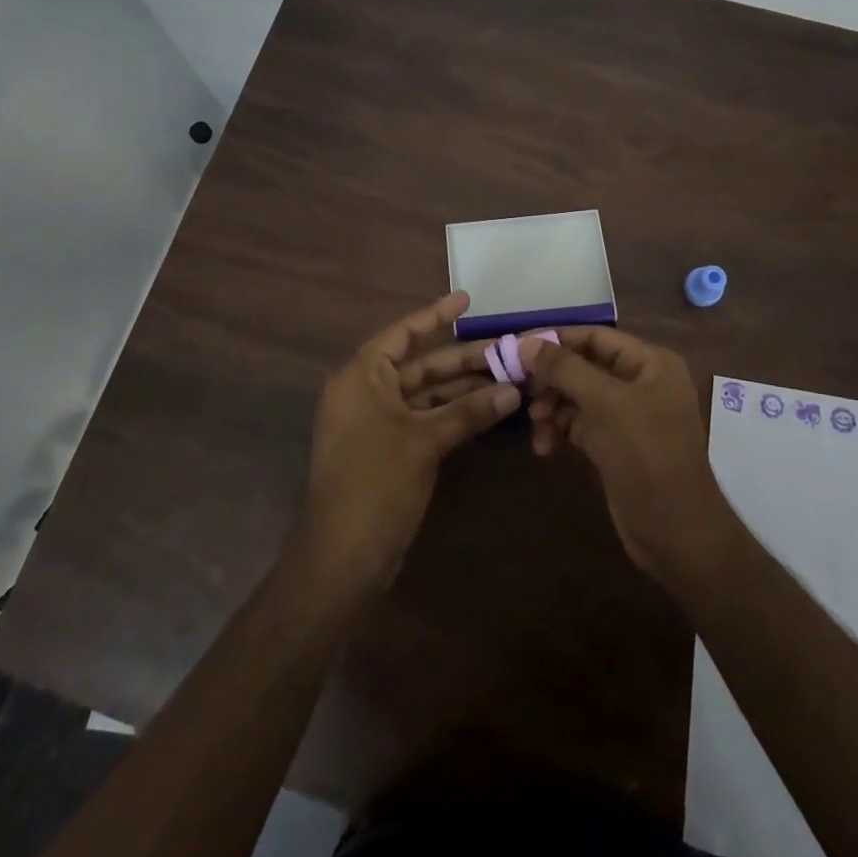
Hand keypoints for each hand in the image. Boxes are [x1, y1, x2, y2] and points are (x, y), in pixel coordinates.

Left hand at [297, 292, 519, 594]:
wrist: (343, 557)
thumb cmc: (375, 483)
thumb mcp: (424, 441)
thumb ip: (468, 412)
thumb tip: (514, 391)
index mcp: (361, 377)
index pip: (402, 334)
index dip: (435, 315)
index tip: (467, 299)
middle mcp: (366, 392)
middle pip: (420, 365)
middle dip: (463, 358)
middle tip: (507, 348)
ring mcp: (377, 423)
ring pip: (426, 394)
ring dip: (464, 387)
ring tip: (509, 376)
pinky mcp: (389, 450)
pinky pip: (425, 418)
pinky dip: (454, 414)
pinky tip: (489, 408)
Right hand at [520, 329, 733, 584]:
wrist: (677, 535)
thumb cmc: (647, 456)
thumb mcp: (605, 405)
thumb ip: (565, 369)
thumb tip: (526, 343)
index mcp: (650, 363)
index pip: (595, 337)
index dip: (556, 340)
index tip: (516, 348)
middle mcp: (641, 382)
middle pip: (583, 366)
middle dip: (552, 380)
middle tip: (520, 391)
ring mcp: (628, 415)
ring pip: (578, 396)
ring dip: (552, 407)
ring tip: (536, 426)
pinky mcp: (615, 444)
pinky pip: (580, 424)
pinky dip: (561, 430)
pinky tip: (544, 446)